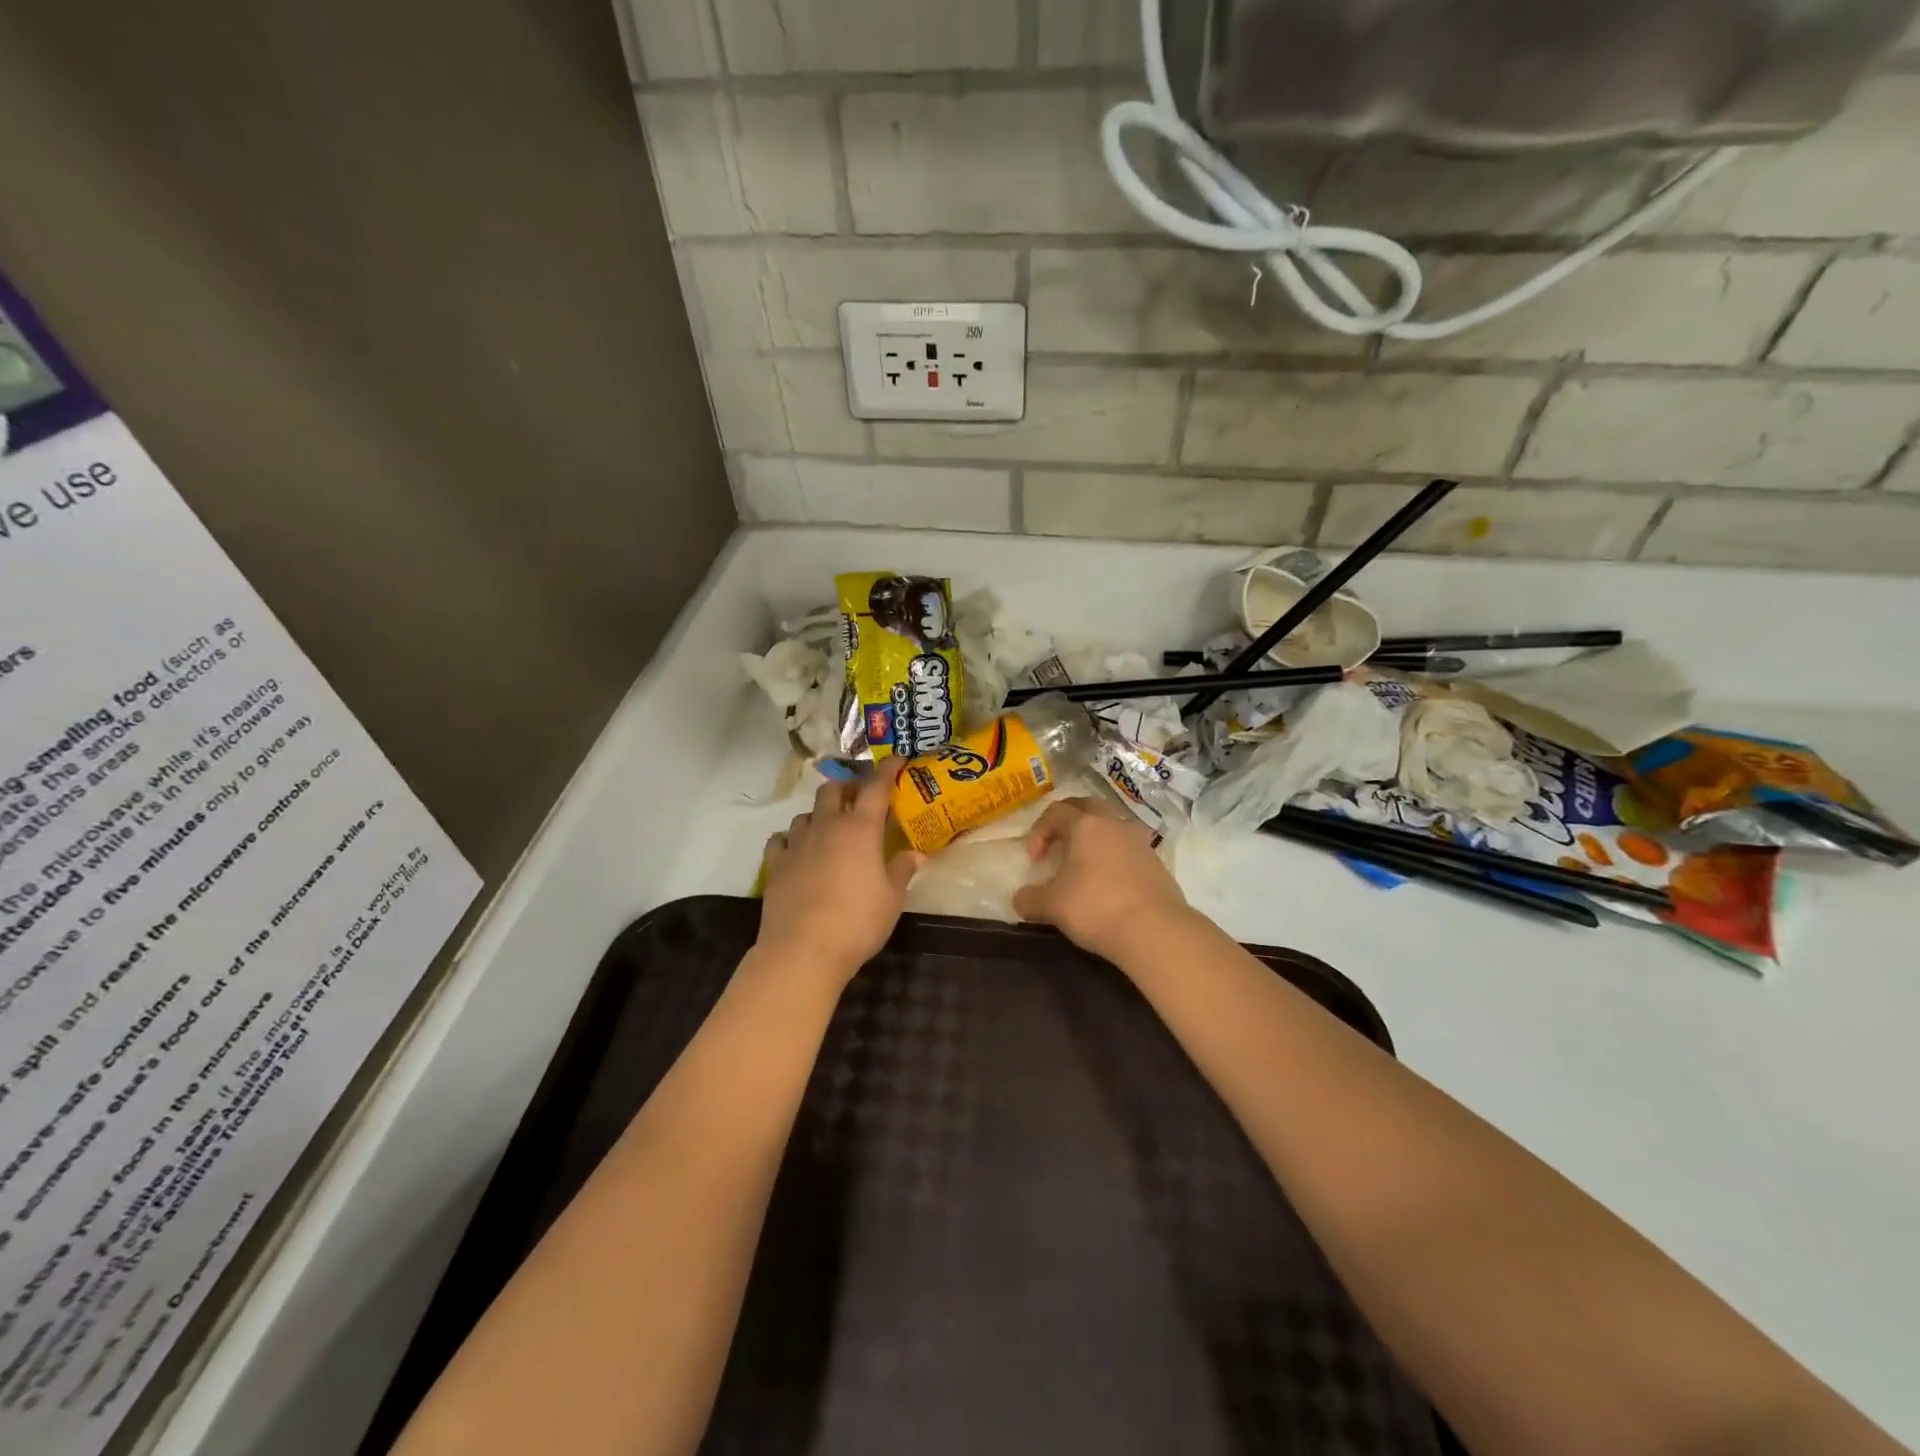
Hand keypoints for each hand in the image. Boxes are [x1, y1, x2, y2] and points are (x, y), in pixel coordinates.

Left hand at [757, 766, 921, 985]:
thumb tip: (916, 854)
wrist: (803, 950)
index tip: (896, 760)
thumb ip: (902, 870)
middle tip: (860, 799)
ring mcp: (797, 844)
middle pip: (833, 790)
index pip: (875, 787)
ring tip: (830, 828)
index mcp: (860, 829)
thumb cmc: (857, 922)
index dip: (887, 770)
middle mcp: (827, 826)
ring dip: (820, 814)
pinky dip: (791, 838)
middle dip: (847, 788)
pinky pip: (781, 839)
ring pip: (806, 813)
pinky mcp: (775, 864)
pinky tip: (798, 850)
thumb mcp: (892, 899)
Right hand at [1012, 798, 1192, 963]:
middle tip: (1058, 845)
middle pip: (1086, 806)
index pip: (1055, 812)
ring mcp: (1139, 840)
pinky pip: (1129, 847)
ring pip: (1112, 825)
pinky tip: (1110, 882)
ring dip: (1095, 837)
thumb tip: (1020, 898)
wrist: (1154, 930)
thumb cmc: (1096, 907)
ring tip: (1085, 863)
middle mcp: (1113, 823)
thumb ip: (1030, 898)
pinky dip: (1115, 856)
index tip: (1035, 861)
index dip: (1038, 832)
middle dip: (1068, 821)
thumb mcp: (1052, 906)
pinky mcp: (1156, 861)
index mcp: (1085, 825)